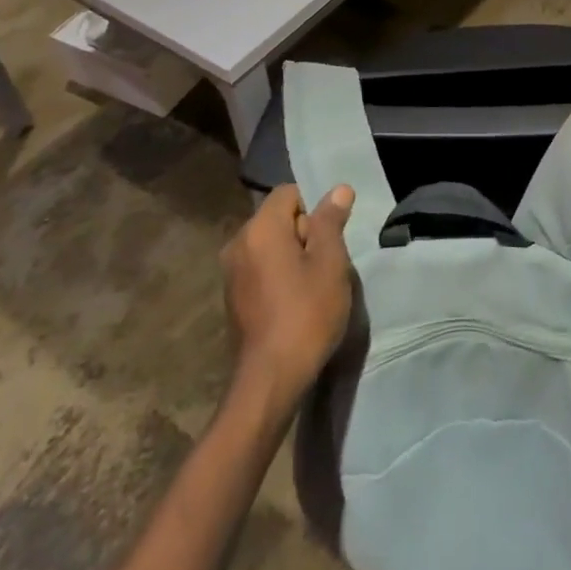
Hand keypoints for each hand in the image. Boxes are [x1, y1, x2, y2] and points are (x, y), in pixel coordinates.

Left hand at [220, 185, 356, 414]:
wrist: (270, 380)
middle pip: (278, 218)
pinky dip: (278, 274)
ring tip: (313, 286)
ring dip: (293, 256)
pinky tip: (294, 302)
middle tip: (325, 264)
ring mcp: (231, 272)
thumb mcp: (330, 263)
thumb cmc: (306, 314)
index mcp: (260, 228)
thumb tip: (339, 189)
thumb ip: (331, 221)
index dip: (314, 209)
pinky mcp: (232, 297)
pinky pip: (260, 267)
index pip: (289, 193)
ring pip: (270, 244)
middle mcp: (238, 243)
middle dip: (304, 233)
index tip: (329, 239)